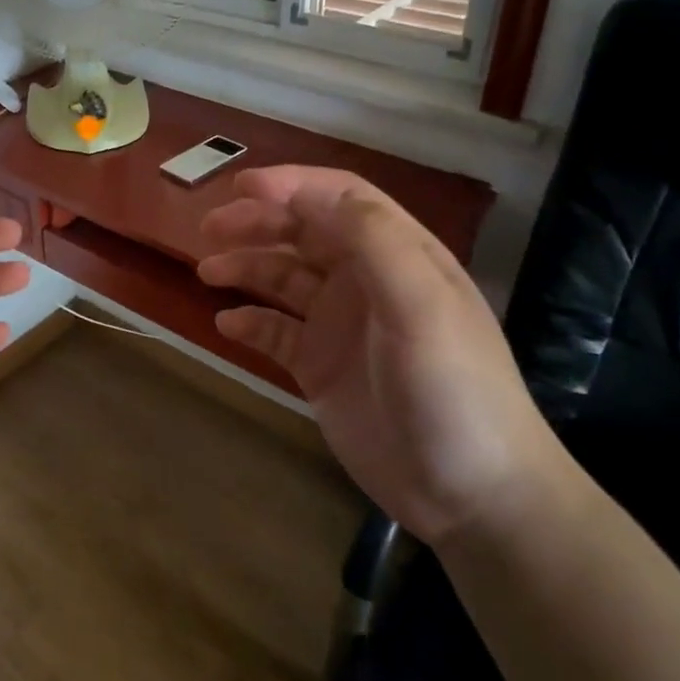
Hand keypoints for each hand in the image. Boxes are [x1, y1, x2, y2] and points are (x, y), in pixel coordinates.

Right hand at [197, 166, 560, 544]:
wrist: (471, 496)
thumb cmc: (453, 388)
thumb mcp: (420, 304)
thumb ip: (370, 239)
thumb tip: (305, 193)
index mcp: (399, 255)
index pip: (340, 199)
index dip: (292, 185)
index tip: (241, 186)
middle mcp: (366, 281)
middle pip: (304, 233)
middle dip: (257, 222)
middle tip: (209, 228)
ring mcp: (341, 326)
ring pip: (283, 279)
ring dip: (246, 267)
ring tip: (207, 272)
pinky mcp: (321, 368)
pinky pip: (276, 333)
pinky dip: (250, 323)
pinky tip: (226, 326)